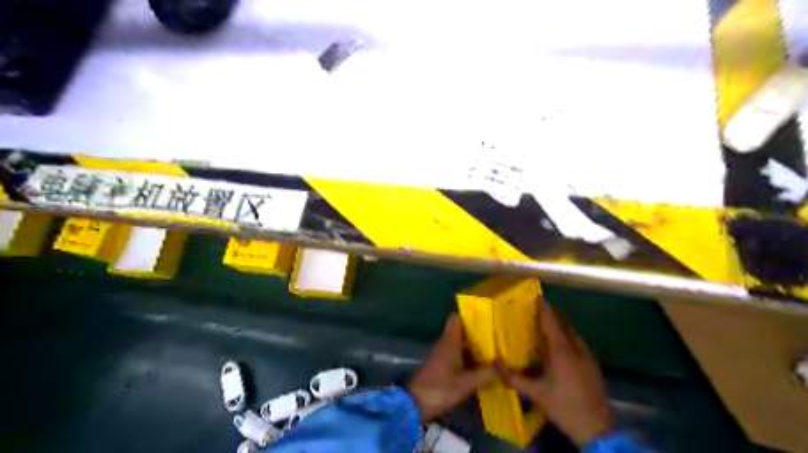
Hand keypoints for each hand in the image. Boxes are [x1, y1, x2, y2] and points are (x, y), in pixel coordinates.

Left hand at [410, 312, 499, 418]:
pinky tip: (481, 366)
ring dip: (474, 347)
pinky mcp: (440, 365)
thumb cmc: (440, 389)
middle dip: (477, 334)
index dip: (470, 316)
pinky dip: (467, 357)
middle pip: (461, 331)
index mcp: (449, 342)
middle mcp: (444, 344)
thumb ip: (485, 374)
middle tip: (497, 337)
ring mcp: (441, 354)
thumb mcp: (466, 383)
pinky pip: (456, 355)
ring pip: (459, 344)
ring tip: (494, 351)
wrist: (414, 404)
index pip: (456, 318)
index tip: (486, 318)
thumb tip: (501, 365)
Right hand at [500, 304, 613, 445]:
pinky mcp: (593, 366)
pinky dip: (568, 339)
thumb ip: (514, 378)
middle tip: (536, 312)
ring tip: (545, 329)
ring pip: (573, 334)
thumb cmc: (564, 407)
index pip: (552, 322)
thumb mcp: (536, 394)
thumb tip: (494, 363)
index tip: (536, 296)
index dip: (544, 308)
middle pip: (564, 324)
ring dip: (560, 328)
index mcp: (562, 351)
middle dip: (552, 316)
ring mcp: (587, 357)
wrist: (597, 429)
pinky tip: (559, 350)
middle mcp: (576, 349)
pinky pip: (578, 344)